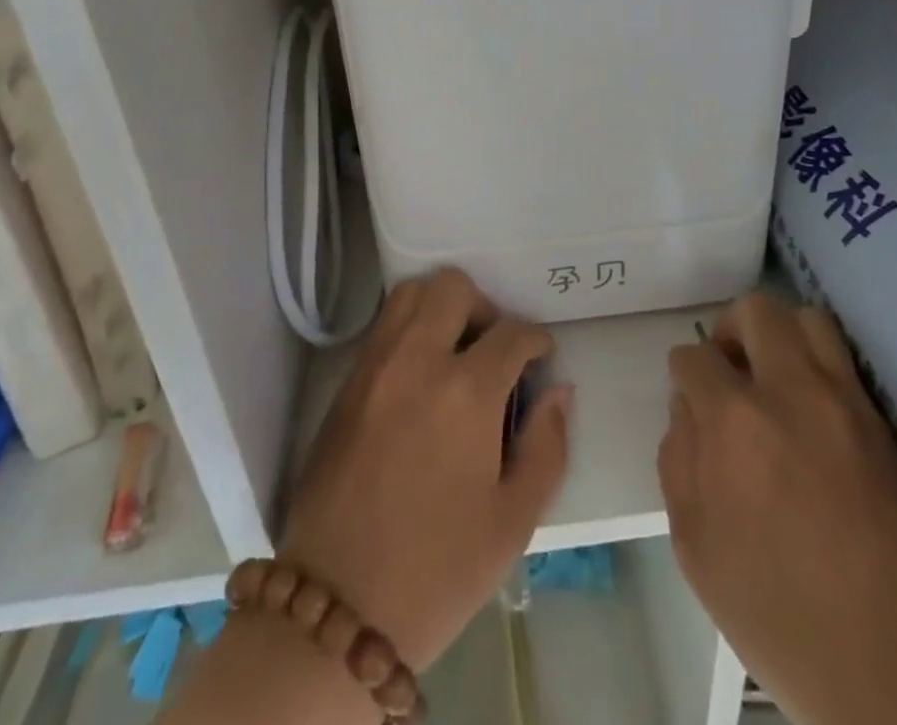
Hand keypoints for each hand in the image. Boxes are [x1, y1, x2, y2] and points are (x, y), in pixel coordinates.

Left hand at [279, 268, 571, 670]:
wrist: (338, 610)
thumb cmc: (439, 570)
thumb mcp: (514, 520)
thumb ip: (547, 445)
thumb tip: (558, 390)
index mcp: (466, 391)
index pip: (511, 332)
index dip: (535, 340)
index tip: (540, 357)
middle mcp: (418, 360)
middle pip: (453, 287)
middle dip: (484, 308)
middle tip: (493, 350)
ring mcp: (375, 367)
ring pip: (410, 293)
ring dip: (440, 308)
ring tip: (454, 353)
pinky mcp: (346, 384)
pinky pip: (382, 327)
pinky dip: (408, 329)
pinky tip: (420, 376)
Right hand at [660, 292, 896, 724]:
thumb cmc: (780, 614)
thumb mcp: (695, 548)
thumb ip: (678, 461)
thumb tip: (687, 409)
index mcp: (734, 420)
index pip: (694, 356)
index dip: (685, 374)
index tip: (692, 396)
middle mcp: (791, 391)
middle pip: (756, 311)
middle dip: (731, 331)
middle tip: (731, 371)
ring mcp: (845, 402)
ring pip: (809, 320)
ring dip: (782, 336)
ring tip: (775, 377)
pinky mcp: (884, 422)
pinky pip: (847, 361)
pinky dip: (822, 363)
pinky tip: (814, 406)